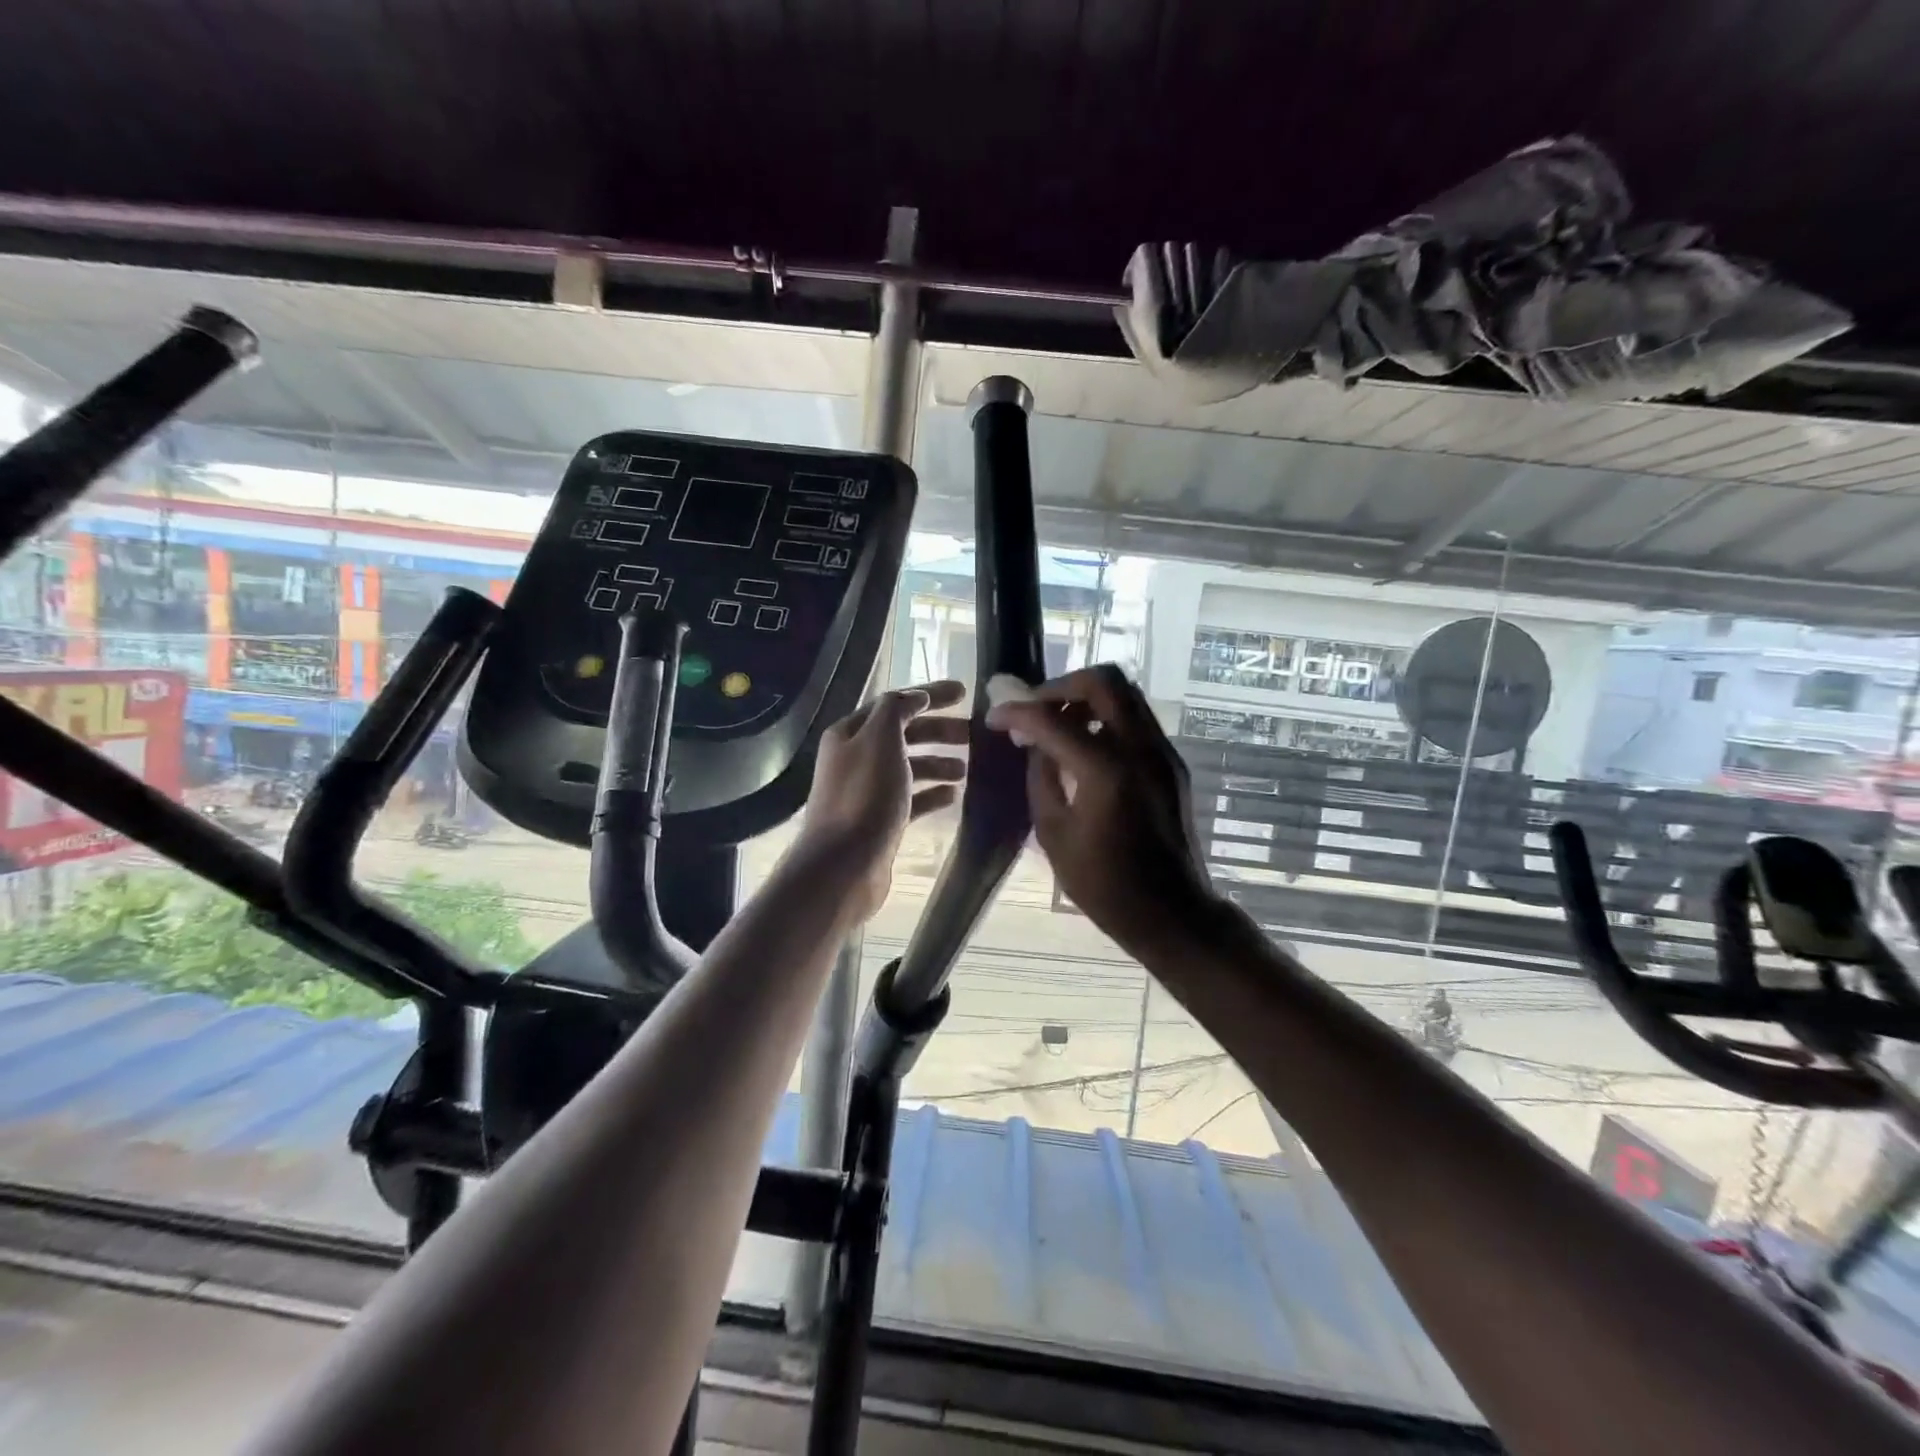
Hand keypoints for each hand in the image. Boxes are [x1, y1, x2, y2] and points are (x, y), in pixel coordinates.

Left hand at [800, 680, 968, 921]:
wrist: (844, 865)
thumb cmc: (865, 796)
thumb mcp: (881, 739)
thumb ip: (897, 710)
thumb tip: (915, 697)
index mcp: (851, 733)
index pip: (895, 703)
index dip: (930, 695)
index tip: (965, 693)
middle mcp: (856, 758)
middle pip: (904, 734)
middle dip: (939, 731)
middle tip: (974, 734)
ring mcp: (867, 792)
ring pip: (909, 767)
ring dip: (938, 763)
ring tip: (968, 769)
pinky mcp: (879, 821)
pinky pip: (911, 799)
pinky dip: (932, 794)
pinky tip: (954, 796)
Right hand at [986, 665, 1219, 958]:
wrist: (1171, 912)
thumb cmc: (1105, 885)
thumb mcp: (1054, 834)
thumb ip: (1042, 778)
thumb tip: (1036, 743)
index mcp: (1106, 771)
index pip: (1053, 719)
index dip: (1017, 711)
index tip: (996, 717)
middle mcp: (1140, 748)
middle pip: (1103, 681)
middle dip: (1060, 686)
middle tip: (1036, 710)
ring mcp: (1162, 752)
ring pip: (1125, 694)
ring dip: (1085, 699)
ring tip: (1057, 726)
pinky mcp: (1171, 763)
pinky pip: (1135, 720)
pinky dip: (1105, 718)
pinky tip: (1084, 748)